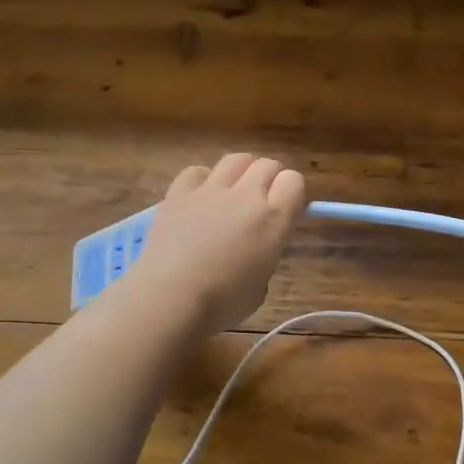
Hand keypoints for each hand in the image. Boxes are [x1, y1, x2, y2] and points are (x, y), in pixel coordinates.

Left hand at [119, 153, 308, 336]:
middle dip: (270, 179)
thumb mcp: (260, 287)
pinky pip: (197, 171)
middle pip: (267, 164)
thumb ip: (265, 256)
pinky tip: (199, 199)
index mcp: (273, 219)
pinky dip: (203, 180)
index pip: (294, 181)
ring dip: (241, 172)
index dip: (292, 193)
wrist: (168, 299)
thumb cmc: (221, 304)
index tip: (286, 209)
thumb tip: (256, 246)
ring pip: (236, 160)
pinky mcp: (178, 192)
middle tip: (262, 201)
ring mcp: (210, 190)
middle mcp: (245, 195)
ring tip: (233, 193)